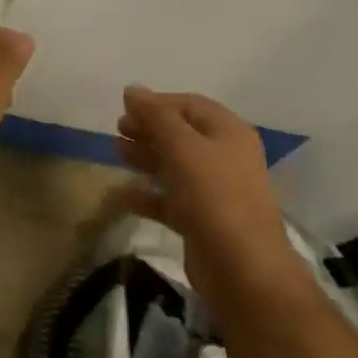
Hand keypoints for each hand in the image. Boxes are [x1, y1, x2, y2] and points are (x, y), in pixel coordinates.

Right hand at [116, 87, 301, 293]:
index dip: (157, 102)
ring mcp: (214, 191)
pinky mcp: (201, 220)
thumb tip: (132, 90)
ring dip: (145, 157)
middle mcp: (224, 157)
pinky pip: (170, 199)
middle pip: (181, 134)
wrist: (242, 267)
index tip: (124, 108)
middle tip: (118, 129)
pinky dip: (147, 194)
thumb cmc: (214, 196)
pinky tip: (123, 195)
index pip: (190, 105)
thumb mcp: (182, 147)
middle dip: (149, 129)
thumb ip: (156, 116)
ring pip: (174, 165)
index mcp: (228, 133)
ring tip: (116, 152)